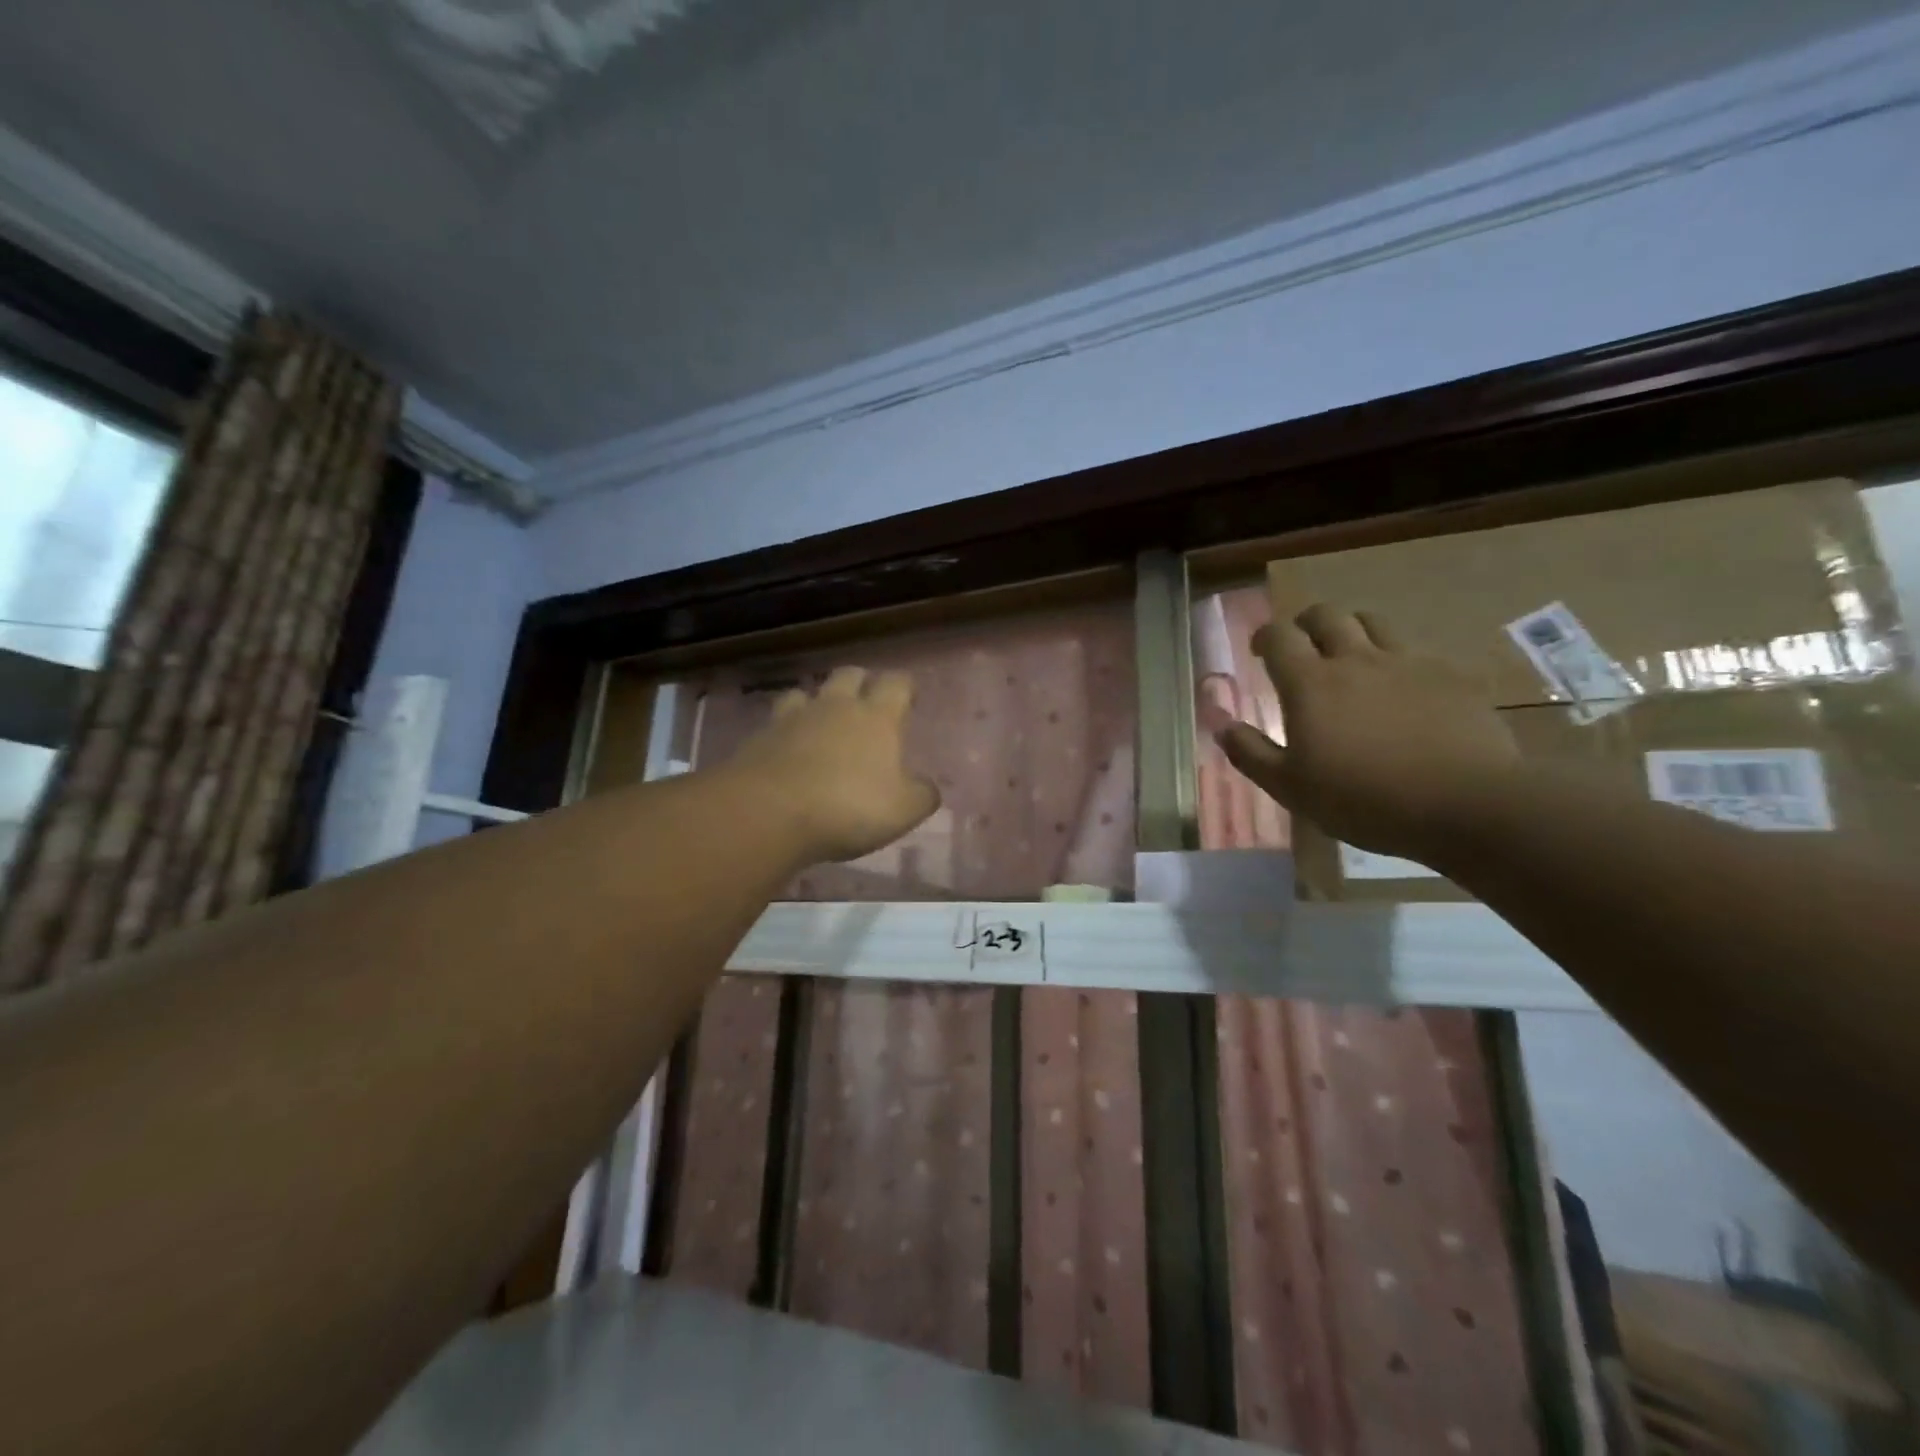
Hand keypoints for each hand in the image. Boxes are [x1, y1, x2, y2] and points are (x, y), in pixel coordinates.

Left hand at [722, 666, 940, 863]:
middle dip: (860, 682)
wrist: (769, 812)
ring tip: (820, 721)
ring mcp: (793, 717)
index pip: (897, 683)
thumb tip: (928, 787)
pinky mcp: (759, 737)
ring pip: (806, 692)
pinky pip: (776, 722)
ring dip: (816, 701)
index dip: (905, 687)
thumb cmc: (848, 807)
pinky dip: (785, 730)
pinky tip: (787, 749)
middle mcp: (835, 706)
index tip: (909, 699)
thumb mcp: (902, 810)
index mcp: (876, 717)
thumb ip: (922, 795)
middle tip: (866, 703)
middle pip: (849, 674)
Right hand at [1216, 603, 1519, 862]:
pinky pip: (1415, 650)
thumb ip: (1251, 753)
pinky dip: (1396, 658)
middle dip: (1306, 623)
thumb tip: (1221, 726)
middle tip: (1302, 645)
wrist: (1466, 804)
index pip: (1280, 636)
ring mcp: (1408, 662)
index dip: (1266, 636)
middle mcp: (1356, 659)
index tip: (1260, 650)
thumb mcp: (1291, 788)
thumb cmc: (1364, 799)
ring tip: (1350, 655)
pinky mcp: (1450, 675)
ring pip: (1373, 622)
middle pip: (1327, 615)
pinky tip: (1401, 687)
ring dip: (1352, 630)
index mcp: (1311, 683)